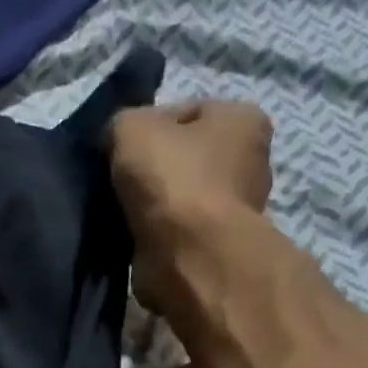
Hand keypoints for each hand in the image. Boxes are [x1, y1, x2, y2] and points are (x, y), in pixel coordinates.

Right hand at [109, 100, 273, 313]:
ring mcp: (234, 208)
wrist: (188, 255)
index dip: (146, 131)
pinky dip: (156, 236)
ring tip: (122, 216)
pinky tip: (136, 239)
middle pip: (184, 157)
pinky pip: (177, 232)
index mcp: (243, 117)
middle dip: (152, 171)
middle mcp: (250, 160)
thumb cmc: (171, 180)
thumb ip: (122, 123)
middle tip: (118, 186)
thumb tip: (117, 140)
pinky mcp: (214, 246)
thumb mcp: (132, 128)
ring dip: (151, 207)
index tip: (120, 154)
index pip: (185, 112)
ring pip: (179, 197)